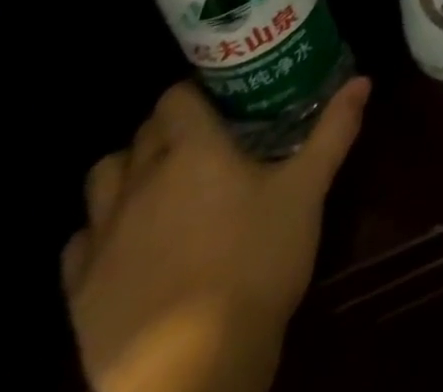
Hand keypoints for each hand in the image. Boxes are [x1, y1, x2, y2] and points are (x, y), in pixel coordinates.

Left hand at [62, 78, 370, 391]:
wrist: (192, 369)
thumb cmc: (257, 262)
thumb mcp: (308, 190)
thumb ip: (333, 130)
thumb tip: (362, 81)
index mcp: (192, 151)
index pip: (175, 97)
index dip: (195, 92)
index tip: (222, 100)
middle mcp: (140, 182)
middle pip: (141, 133)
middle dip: (168, 128)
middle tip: (204, 139)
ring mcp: (103, 237)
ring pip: (102, 178)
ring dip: (127, 171)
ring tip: (161, 185)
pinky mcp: (80, 290)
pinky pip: (79, 241)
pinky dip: (100, 231)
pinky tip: (129, 243)